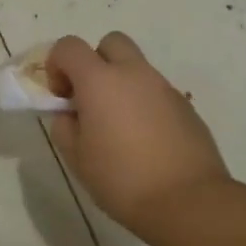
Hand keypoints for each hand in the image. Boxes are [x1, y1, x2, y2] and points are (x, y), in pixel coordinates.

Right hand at [45, 32, 230, 238]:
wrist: (188, 202)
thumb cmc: (121, 179)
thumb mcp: (76, 157)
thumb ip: (65, 126)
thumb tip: (71, 114)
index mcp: (100, 81)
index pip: (68, 47)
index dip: (56, 65)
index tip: (60, 97)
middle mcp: (134, 74)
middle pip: (110, 43)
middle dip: (94, 62)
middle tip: (90, 99)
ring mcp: (165, 88)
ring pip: (136, 68)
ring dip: (121, 85)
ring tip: (118, 128)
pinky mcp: (187, 107)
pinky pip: (157, 93)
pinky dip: (144, 104)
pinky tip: (145, 142)